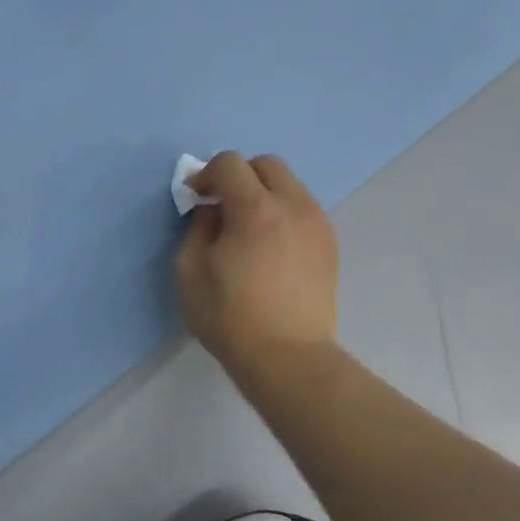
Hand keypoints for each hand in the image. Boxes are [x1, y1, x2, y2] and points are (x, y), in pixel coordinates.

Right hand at [175, 151, 338, 375]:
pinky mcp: (329, 244)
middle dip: (238, 176)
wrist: (287, 357)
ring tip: (246, 229)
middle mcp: (293, 206)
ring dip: (262, 194)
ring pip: (289, 185)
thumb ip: (198, 227)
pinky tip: (268, 247)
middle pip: (266, 164)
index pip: (229, 163)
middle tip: (220, 206)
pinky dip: (281, 213)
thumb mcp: (190, 270)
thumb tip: (213, 211)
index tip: (194, 199)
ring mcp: (318, 224)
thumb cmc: (228, 315)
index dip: (206, 175)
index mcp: (255, 209)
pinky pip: (302, 210)